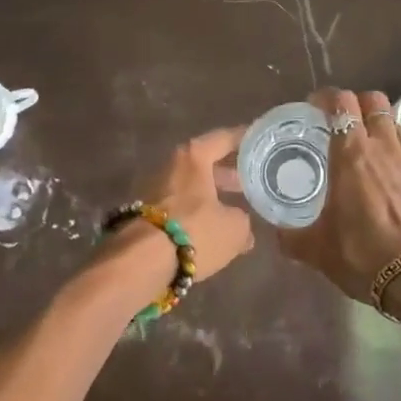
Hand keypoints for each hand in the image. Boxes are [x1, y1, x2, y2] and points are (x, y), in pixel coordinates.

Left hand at [101, 126, 256, 284]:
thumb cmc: (194, 232)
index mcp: (193, 157)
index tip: (260, 140)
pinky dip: (195, 214)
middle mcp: (171, 166)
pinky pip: (178, 207)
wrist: (140, 262)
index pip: (224, 139)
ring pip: (190, 186)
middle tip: (249, 181)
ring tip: (234, 210)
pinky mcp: (143, 214)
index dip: (245, 139)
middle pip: (204, 163)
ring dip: (211, 195)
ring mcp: (153, 189)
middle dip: (227, 172)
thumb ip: (242, 220)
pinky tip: (211, 230)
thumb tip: (240, 225)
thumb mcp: (234, 228)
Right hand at [278, 88, 400, 308]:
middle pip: (374, 101)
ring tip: (365, 146)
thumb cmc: (362, 255)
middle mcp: (384, 148)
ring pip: (395, 123)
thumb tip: (276, 233)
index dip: (327, 98)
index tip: (315, 108)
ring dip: (379, 125)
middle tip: (340, 122)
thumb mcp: (316, 250)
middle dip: (356, 103)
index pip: (342, 103)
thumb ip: (291, 237)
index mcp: (351, 155)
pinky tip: (388, 177)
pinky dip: (396, 153)